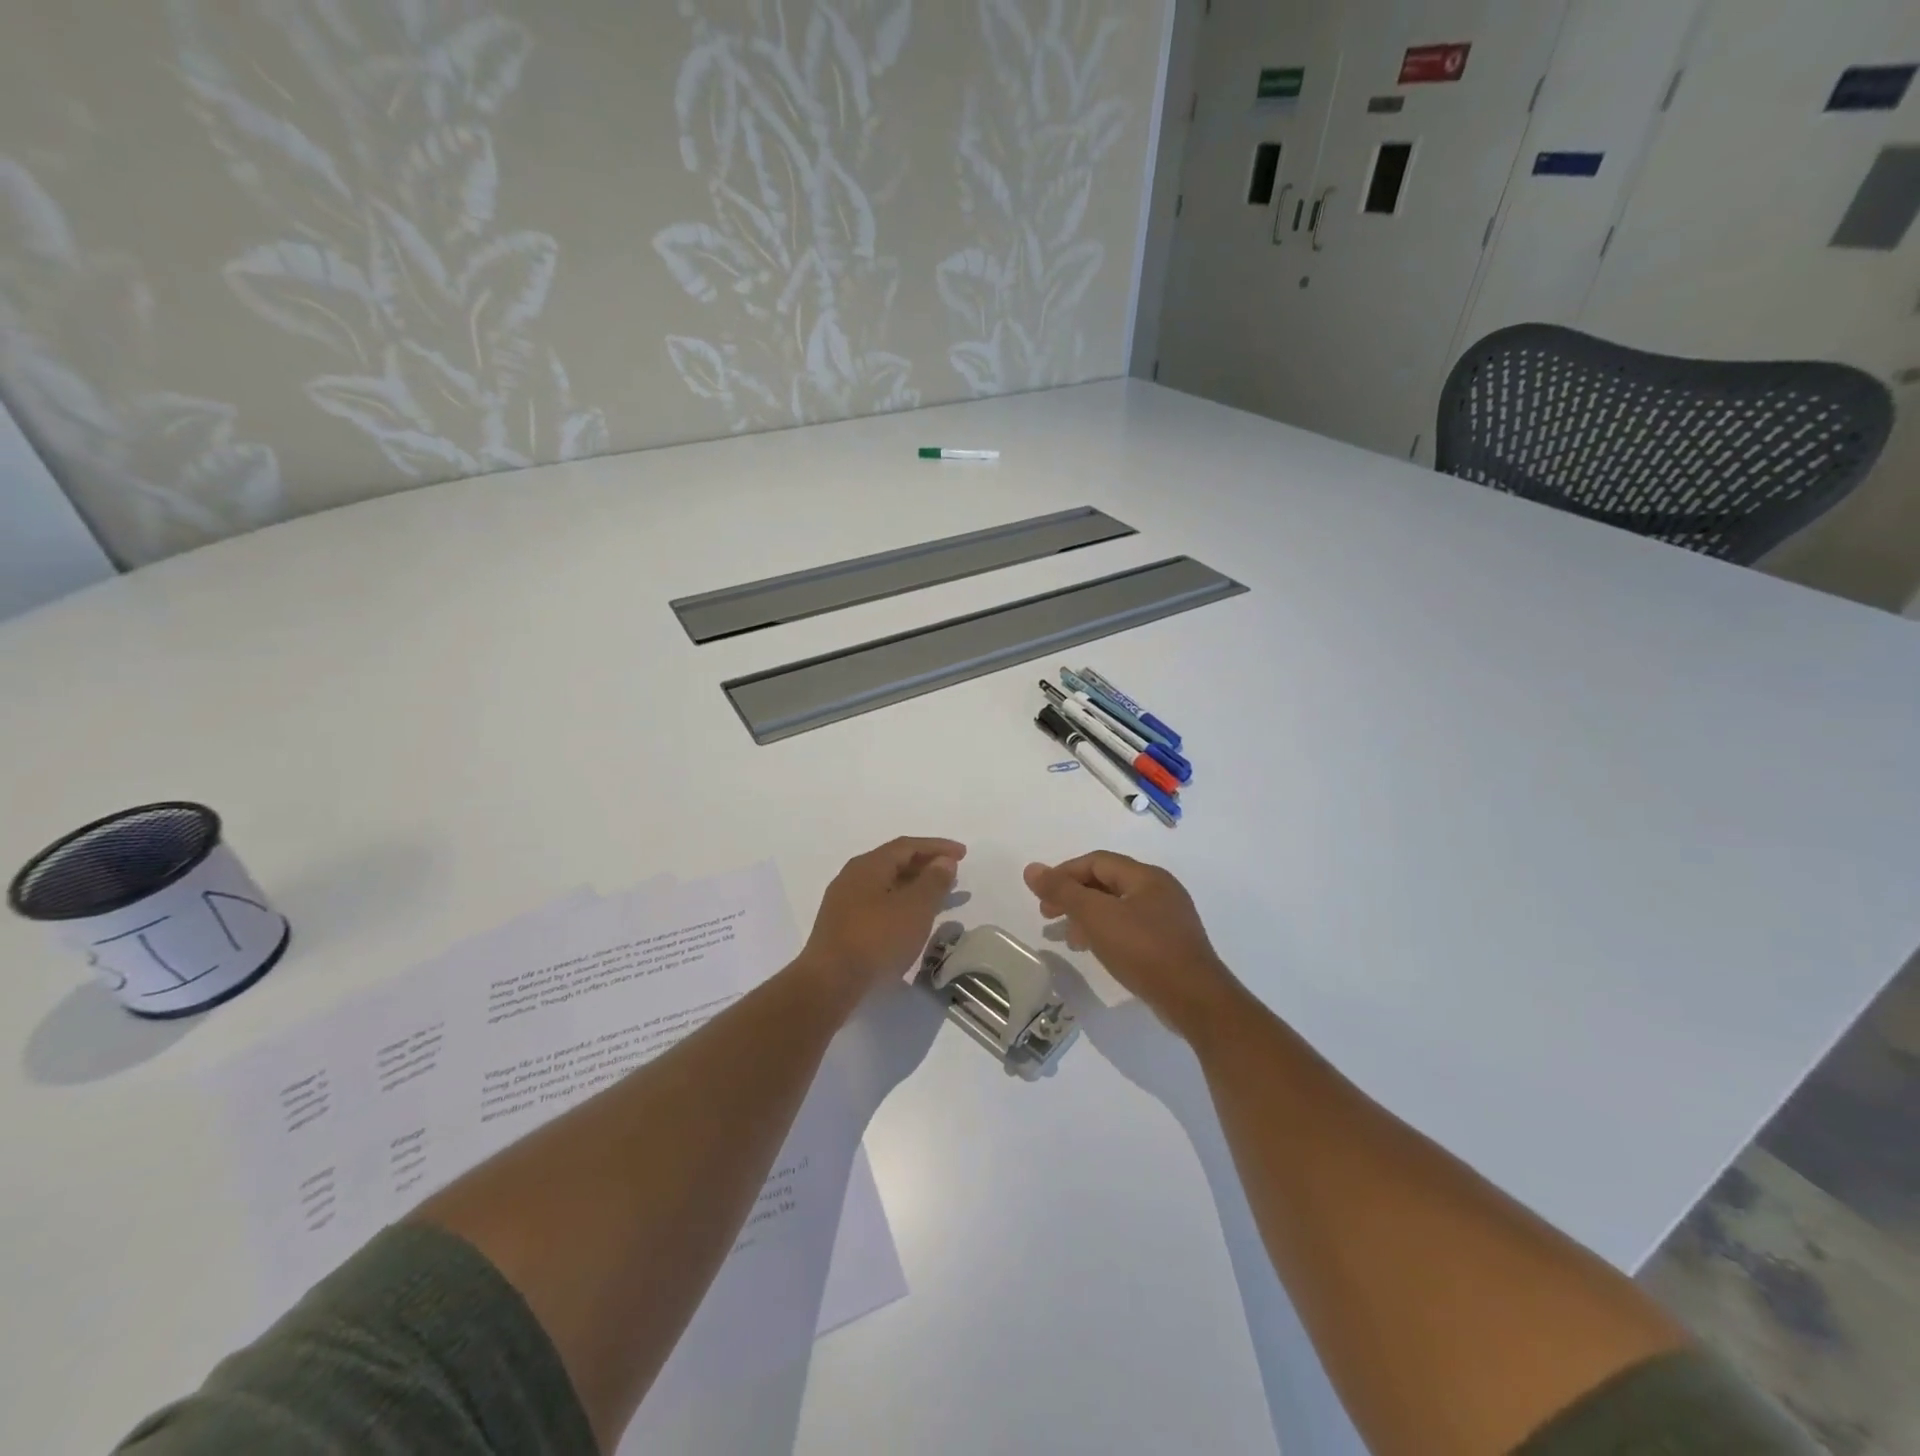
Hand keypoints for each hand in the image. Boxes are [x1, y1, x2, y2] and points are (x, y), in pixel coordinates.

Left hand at [802, 837, 965, 998]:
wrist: (829, 983)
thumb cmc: (877, 938)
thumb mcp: (915, 908)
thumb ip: (933, 881)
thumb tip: (944, 861)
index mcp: (869, 865)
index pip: (907, 846)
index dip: (937, 847)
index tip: (962, 854)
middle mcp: (853, 876)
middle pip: (894, 862)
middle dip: (926, 865)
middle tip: (952, 874)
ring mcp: (843, 902)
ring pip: (885, 885)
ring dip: (914, 886)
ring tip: (937, 897)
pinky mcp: (841, 926)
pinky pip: (877, 904)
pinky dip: (900, 904)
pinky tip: (910, 920)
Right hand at [1024, 852, 1244, 1040]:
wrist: (1195, 1000)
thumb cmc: (1144, 950)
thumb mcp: (1097, 917)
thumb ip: (1063, 892)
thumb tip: (1031, 869)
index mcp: (1146, 877)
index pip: (1097, 861)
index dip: (1065, 873)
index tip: (1042, 895)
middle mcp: (1160, 890)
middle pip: (1107, 882)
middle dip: (1074, 896)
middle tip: (1048, 915)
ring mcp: (1168, 919)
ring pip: (1118, 907)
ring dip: (1088, 916)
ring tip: (1069, 938)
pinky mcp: (1171, 945)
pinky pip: (1131, 928)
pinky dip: (1107, 932)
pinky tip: (1097, 951)